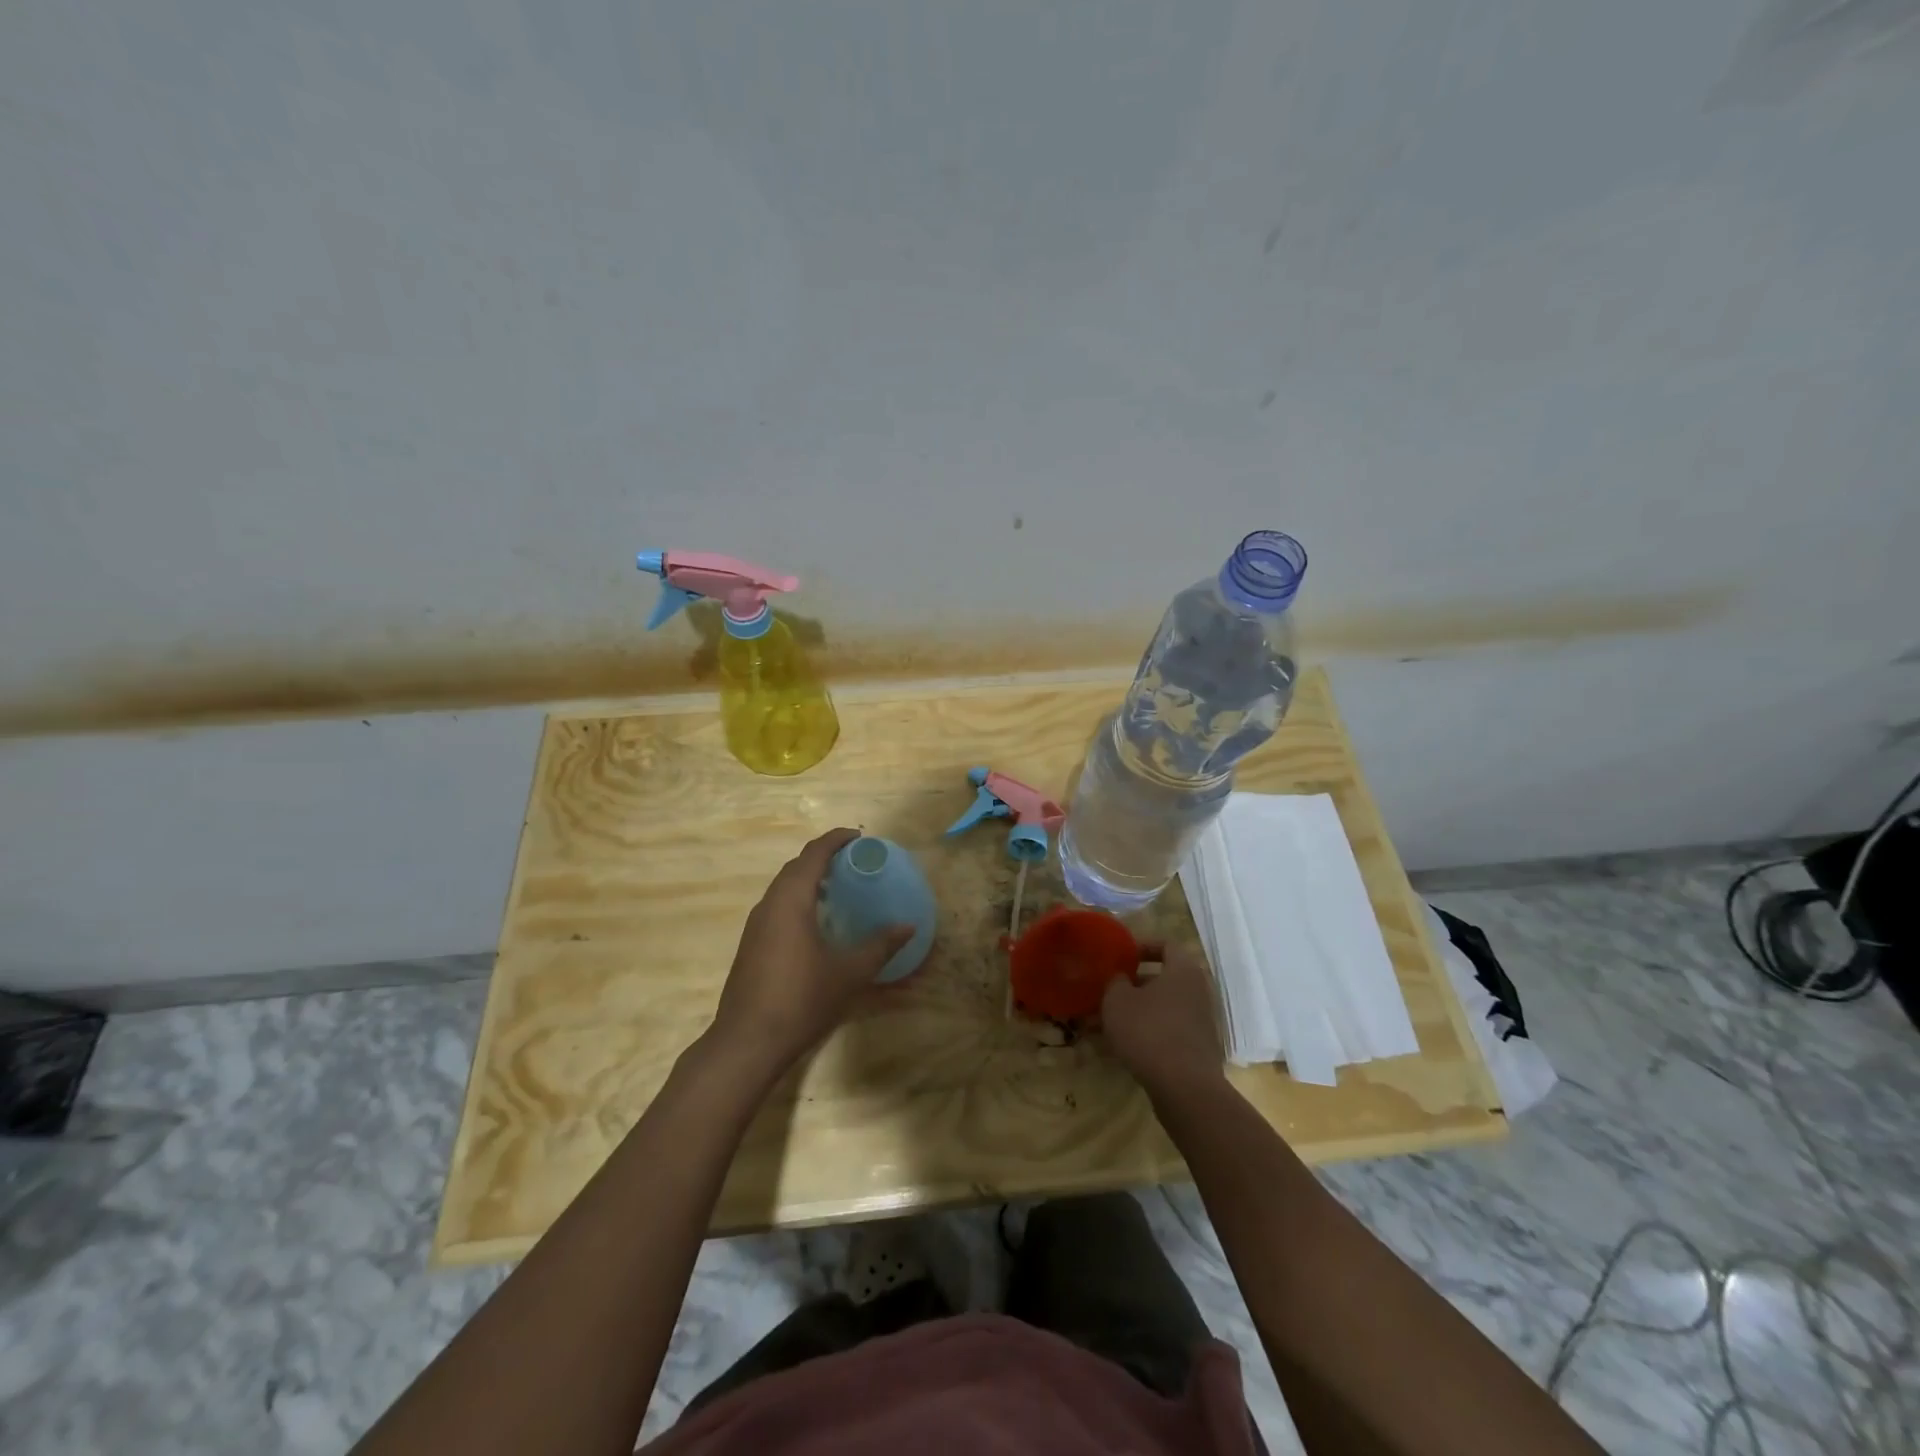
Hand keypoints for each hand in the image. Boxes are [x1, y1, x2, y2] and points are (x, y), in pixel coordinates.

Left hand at [706, 828, 912, 1074]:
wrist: (747, 1041)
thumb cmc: (801, 998)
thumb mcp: (849, 972)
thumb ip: (880, 946)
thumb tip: (908, 927)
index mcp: (791, 899)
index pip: (814, 854)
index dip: (836, 839)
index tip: (859, 837)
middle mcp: (769, 903)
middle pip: (796, 866)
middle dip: (824, 857)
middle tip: (854, 861)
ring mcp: (756, 924)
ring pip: (784, 887)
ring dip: (809, 878)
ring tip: (839, 888)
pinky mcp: (750, 944)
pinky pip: (777, 906)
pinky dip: (798, 899)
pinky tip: (816, 922)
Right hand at [1101, 953, 1227, 1099]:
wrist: (1185, 1088)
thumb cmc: (1149, 1031)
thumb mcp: (1118, 1000)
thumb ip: (1116, 981)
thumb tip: (1121, 978)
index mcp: (1183, 971)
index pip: (1167, 945)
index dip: (1143, 946)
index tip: (1122, 956)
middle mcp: (1198, 992)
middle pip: (1163, 979)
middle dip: (1133, 985)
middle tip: (1108, 991)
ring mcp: (1201, 1022)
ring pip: (1162, 1008)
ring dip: (1136, 1011)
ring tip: (1105, 1023)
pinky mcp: (1197, 1049)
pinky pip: (1167, 1030)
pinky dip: (1147, 1032)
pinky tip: (1122, 1046)